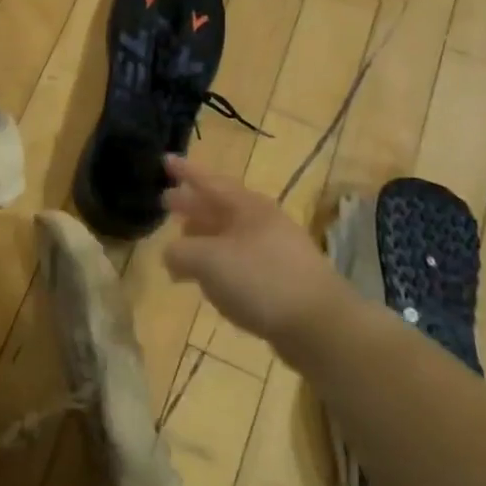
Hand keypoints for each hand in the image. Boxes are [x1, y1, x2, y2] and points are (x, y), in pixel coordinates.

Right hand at [162, 156, 351, 358]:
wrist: (320, 326)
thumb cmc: (260, 280)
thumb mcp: (207, 261)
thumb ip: (179, 252)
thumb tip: (171, 255)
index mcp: (246, 206)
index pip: (208, 181)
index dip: (184, 170)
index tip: (164, 159)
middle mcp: (261, 222)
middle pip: (219, 206)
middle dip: (191, 204)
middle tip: (165, 201)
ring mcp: (273, 250)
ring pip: (228, 234)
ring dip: (202, 235)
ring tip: (180, 241)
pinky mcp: (279, 279)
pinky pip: (238, 261)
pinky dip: (217, 263)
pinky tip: (207, 278)